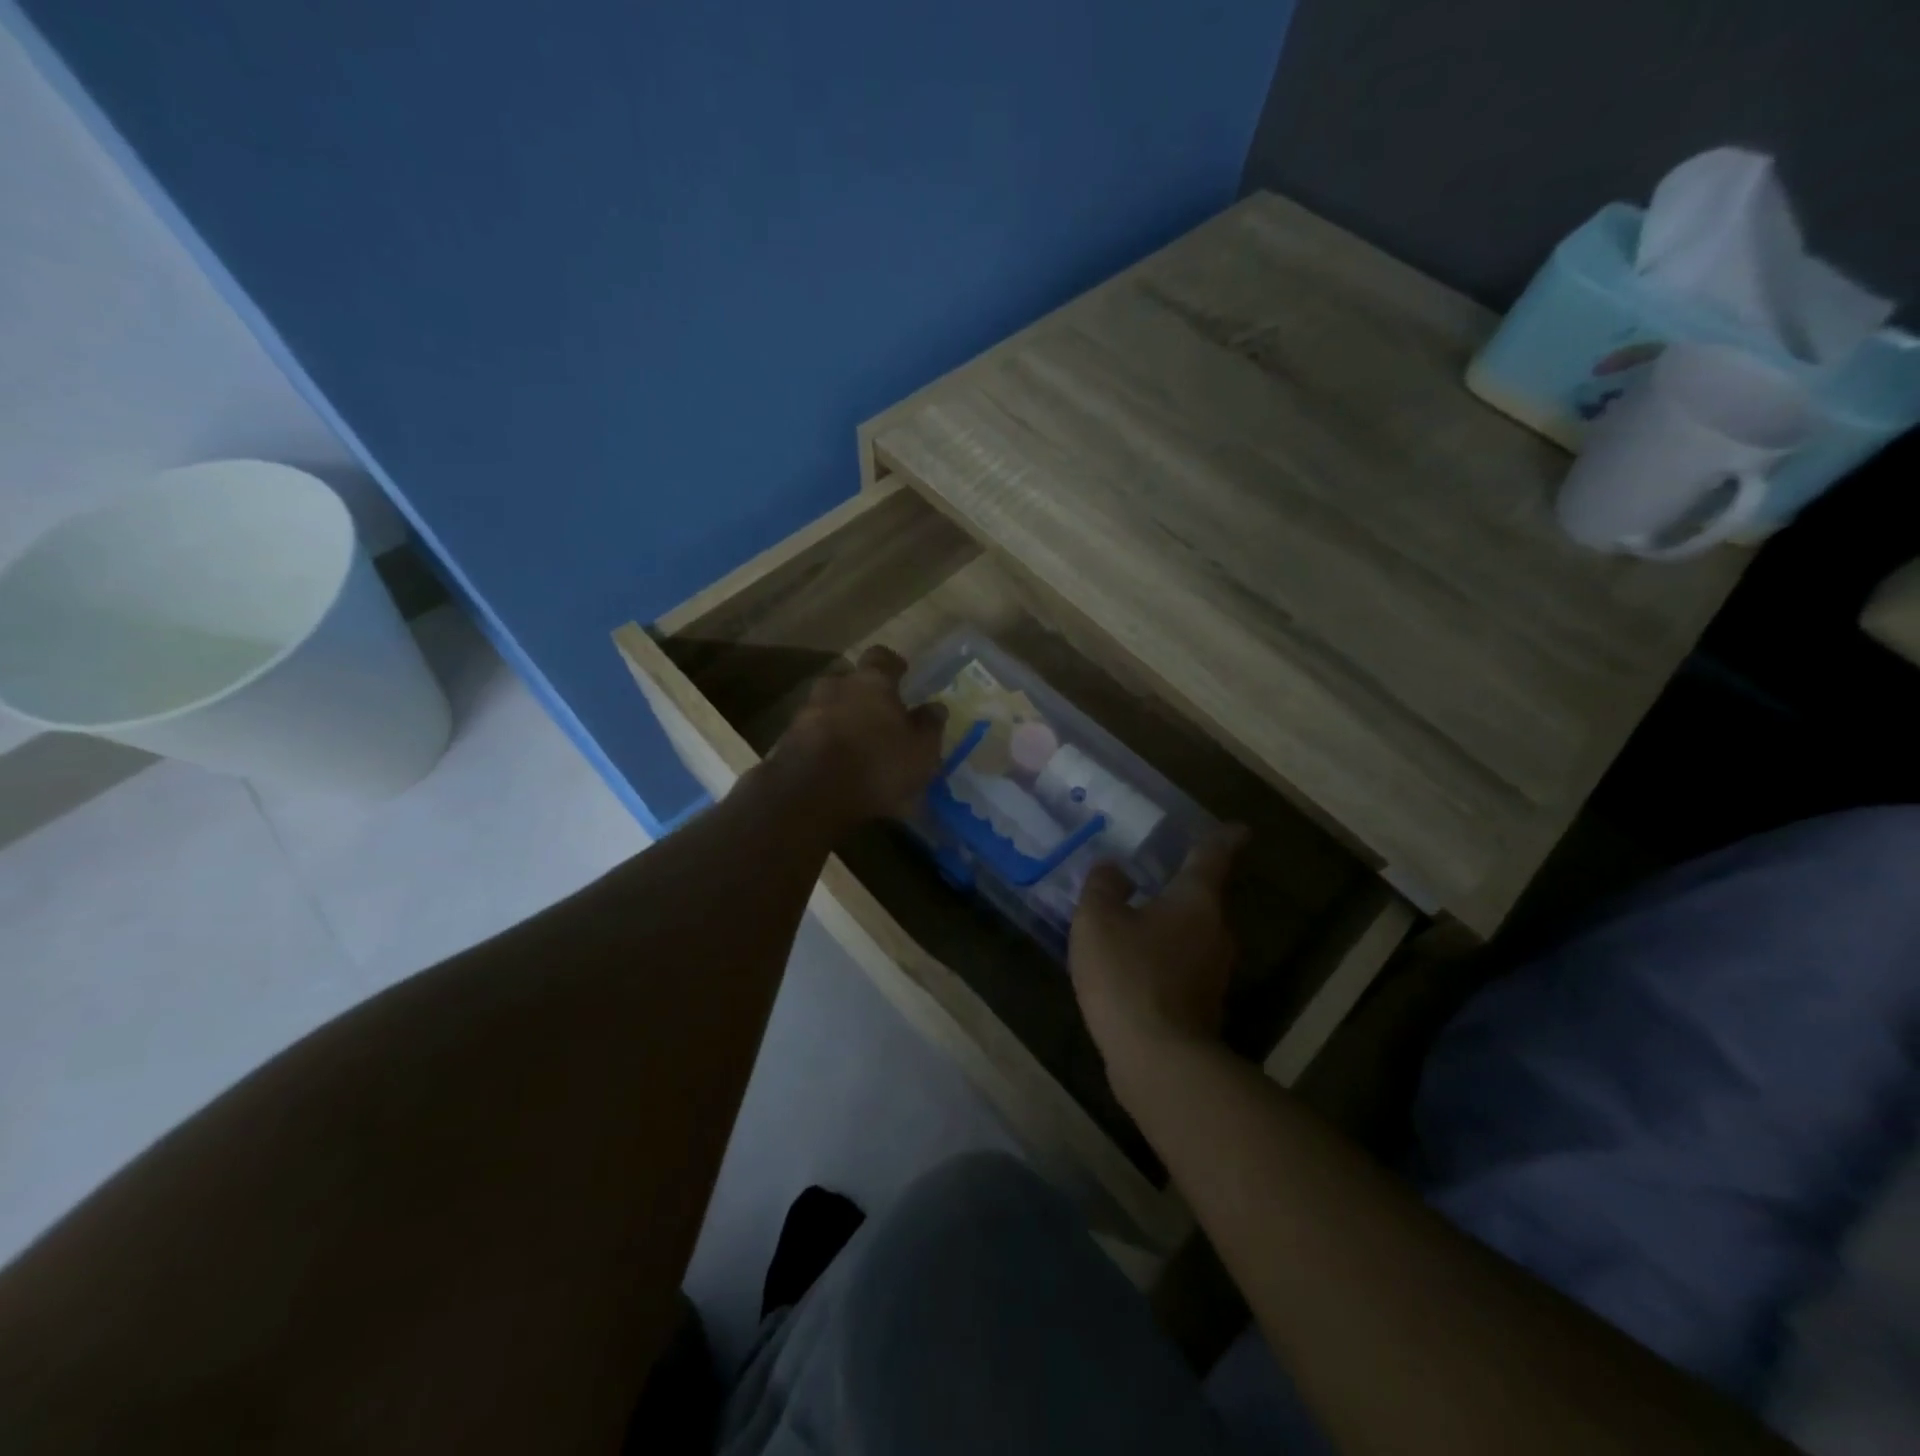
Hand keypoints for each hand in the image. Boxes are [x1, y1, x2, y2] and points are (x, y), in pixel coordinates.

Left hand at [769, 645, 945, 828]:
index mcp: (871, 682)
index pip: (881, 657)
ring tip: (855, 743)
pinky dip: (823, 742)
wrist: (809, 795)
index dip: (892, 664)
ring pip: (827, 706)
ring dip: (840, 718)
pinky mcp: (786, 741)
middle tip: (877, 713)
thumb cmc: (877, 766)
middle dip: (862, 693)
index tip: (901, 672)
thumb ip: (929, 726)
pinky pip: (811, 734)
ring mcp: (806, 712)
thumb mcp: (921, 751)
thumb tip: (935, 707)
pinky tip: (834, 764)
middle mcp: (835, 688)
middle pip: (849, 680)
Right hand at [1069, 825, 1248, 1081]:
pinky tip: (1135, 968)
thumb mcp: (1098, 920)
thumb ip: (1103, 887)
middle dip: (1185, 889)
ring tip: (1137, 923)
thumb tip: (1114, 870)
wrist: (1159, 1059)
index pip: (1213, 857)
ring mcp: (1214, 973)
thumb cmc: (1129, 974)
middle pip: (1205, 900)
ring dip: (1171, 927)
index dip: (1224, 838)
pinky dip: (1164, 960)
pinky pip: (1184, 967)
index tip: (1238, 827)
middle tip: (1158, 877)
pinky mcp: (1204, 1007)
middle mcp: (1216, 932)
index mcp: (1196, 900)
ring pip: (1194, 936)